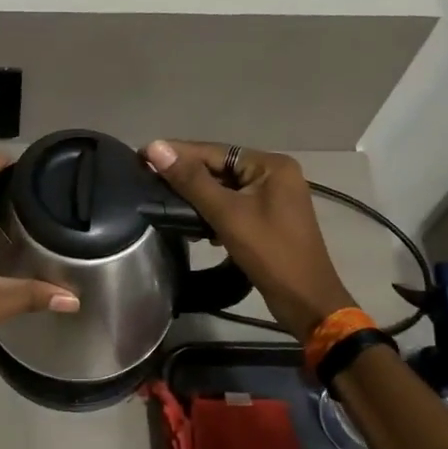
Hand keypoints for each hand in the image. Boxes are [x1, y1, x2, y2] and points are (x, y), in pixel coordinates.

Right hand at [145, 140, 353, 340]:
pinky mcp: (267, 219)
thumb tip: (155, 147)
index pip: (214, 151)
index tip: (141, 155)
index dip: (177, 153)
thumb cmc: (270, 253)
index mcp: (270, 165)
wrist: (306, 301)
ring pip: (224, 188)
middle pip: (219, 168)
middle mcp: (274, 175)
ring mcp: (273, 198)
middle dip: (185, 176)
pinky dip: (211, 212)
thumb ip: (190, 180)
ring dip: (195, 196)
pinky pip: (232, 206)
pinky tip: (191, 224)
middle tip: (146, 179)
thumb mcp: (227, 213)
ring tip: (162, 200)